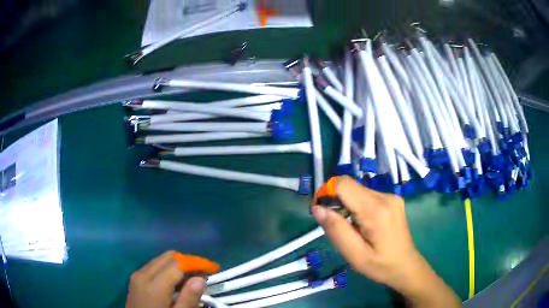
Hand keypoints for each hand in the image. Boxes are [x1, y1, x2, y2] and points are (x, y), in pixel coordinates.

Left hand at [126, 251, 205, 307]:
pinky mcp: (135, 279)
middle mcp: (143, 273)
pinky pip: (154, 266)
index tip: (214, 268)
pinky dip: (168, 269)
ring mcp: (137, 275)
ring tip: (192, 278)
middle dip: (188, 261)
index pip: (178, 263)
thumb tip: (200, 279)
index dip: (197, 262)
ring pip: (161, 259)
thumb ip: (188, 299)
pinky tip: (175, 282)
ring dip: (178, 264)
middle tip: (203, 274)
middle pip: (169, 256)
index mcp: (154, 284)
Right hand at [312, 176, 460, 306]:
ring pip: (358, 190)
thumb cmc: (380, 265)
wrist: (406, 265)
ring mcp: (391, 196)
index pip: (344, 184)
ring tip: (351, 228)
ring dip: (347, 204)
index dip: (327, 193)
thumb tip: (317, 208)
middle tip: (336, 225)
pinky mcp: (392, 199)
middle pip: (350, 186)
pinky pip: (367, 195)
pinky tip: (362, 224)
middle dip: (336, 201)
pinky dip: (357, 205)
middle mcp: (385, 196)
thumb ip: (336, 230)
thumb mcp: (354, 255)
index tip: (322, 212)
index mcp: (376, 210)